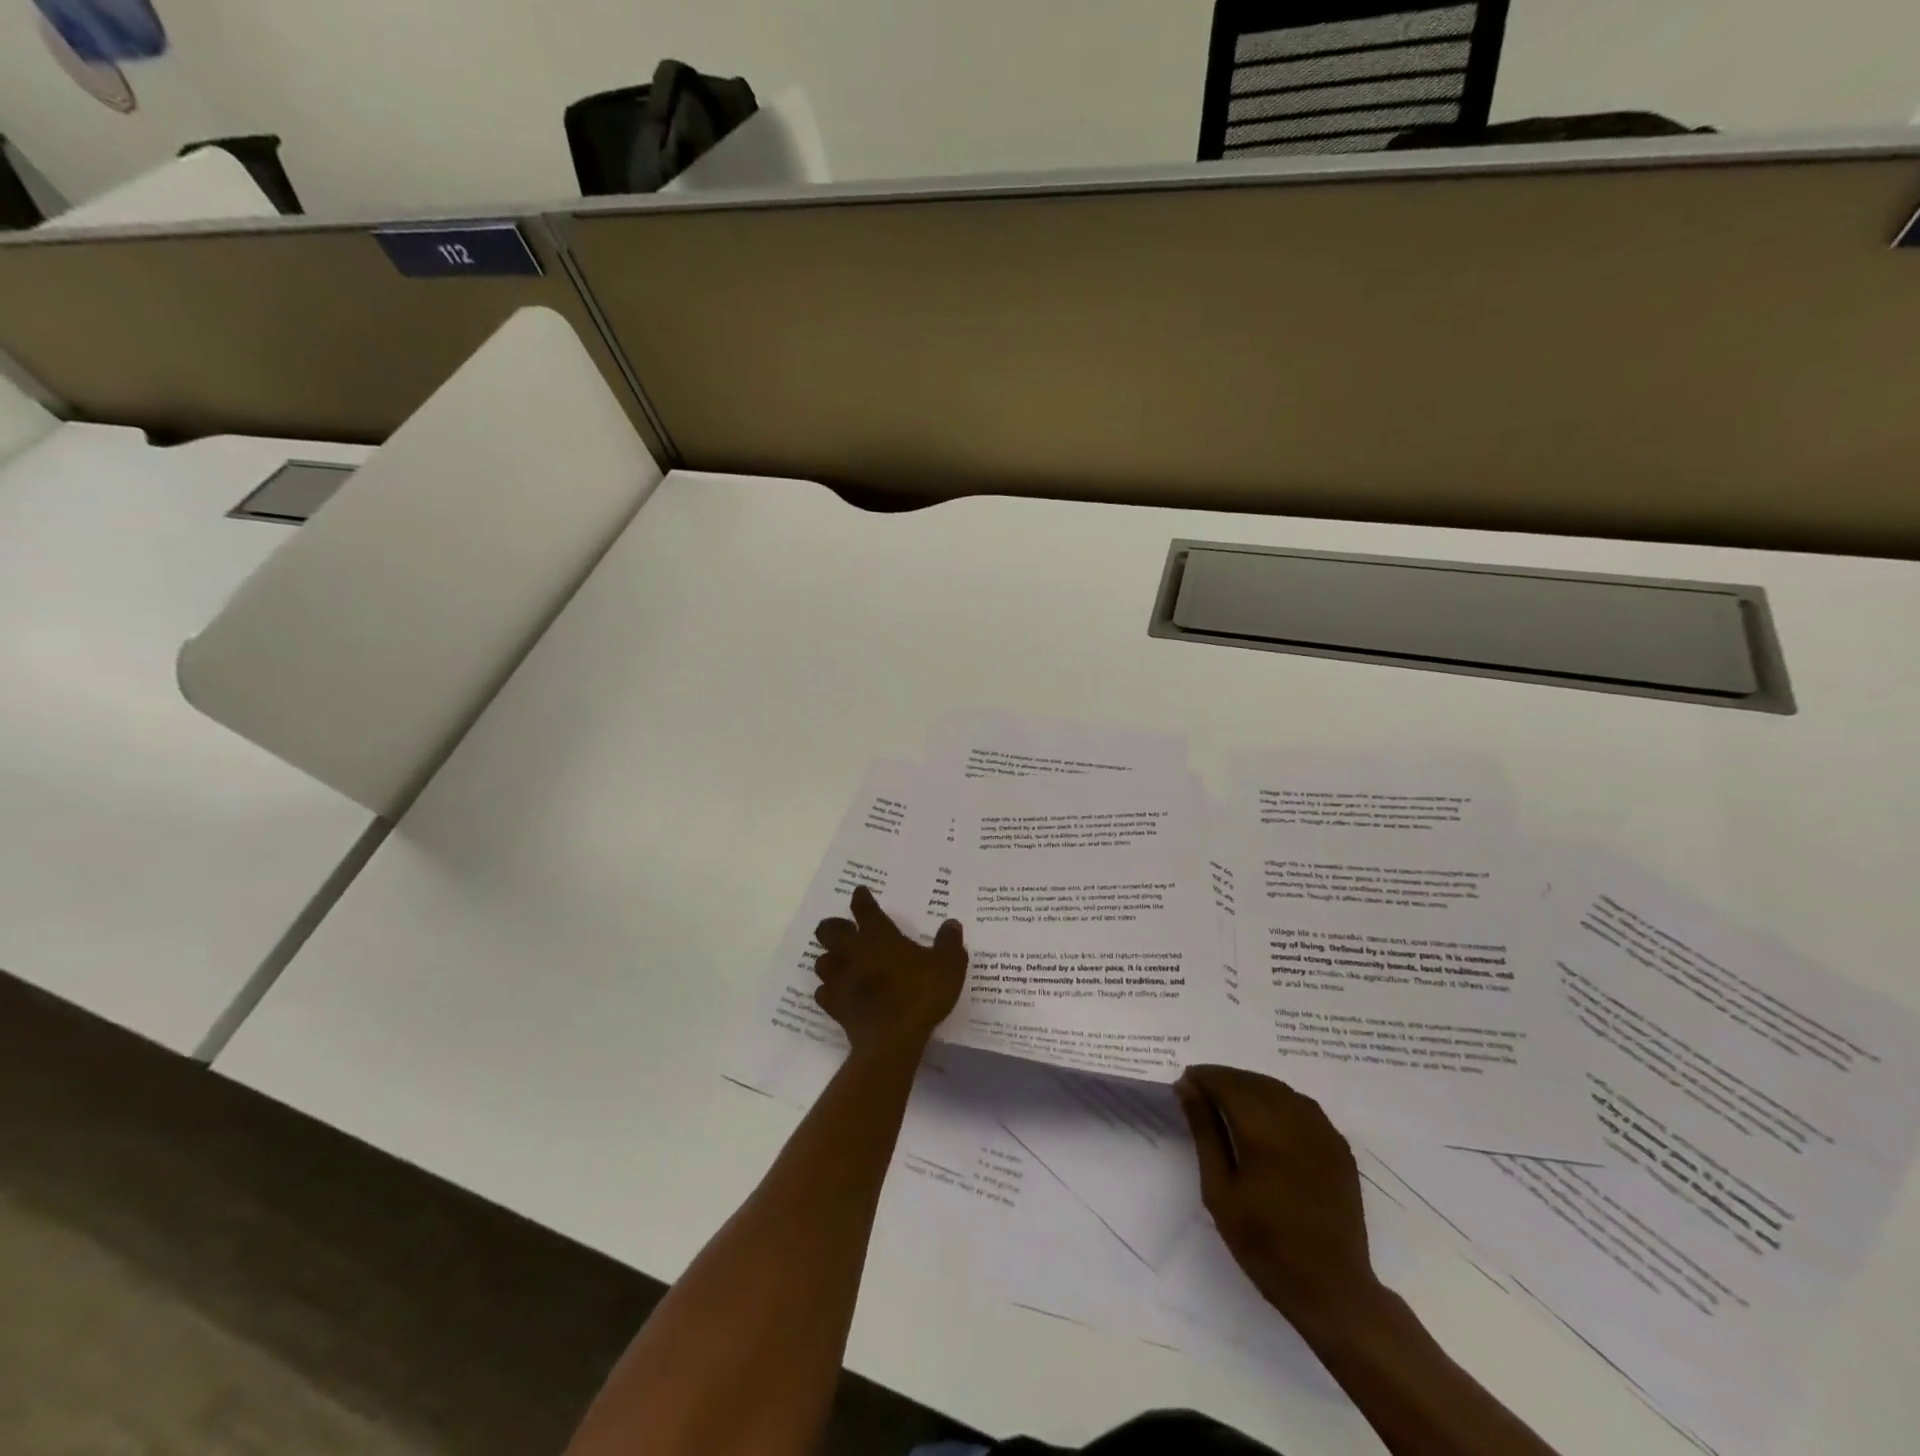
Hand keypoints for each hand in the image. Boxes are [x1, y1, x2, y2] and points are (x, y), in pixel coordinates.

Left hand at [812, 886, 967, 1057]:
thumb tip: (952, 924)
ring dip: (830, 958)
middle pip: (829, 930)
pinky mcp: (834, 1005)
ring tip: (841, 961)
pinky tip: (838, 992)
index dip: (861, 899)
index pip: (864, 909)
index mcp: (879, 936)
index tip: (860, 892)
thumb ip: (949, 943)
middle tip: (845, 929)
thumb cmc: (920, 995)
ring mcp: (839, 979)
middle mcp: (853, 952)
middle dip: (833, 926)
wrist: (892, 1039)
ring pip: (822, 961)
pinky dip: (829, 990)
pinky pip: (823, 992)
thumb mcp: (948, 967)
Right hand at [1176, 1065, 1377, 1328]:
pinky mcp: (1339, 1147)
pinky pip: (1303, 1106)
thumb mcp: (1220, 1190)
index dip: (1203, 1078)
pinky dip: (1279, 1100)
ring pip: (1279, 1089)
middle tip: (1202, 1093)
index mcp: (1263, 1129)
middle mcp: (1295, 1119)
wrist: (1332, 1289)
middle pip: (1253, 1081)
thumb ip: (1205, 1132)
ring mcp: (1323, 1131)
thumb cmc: (1264, 1243)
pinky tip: (1267, 1118)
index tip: (1185, 1084)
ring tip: (1230, 1102)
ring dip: (1251, 1087)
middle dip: (1225, 1080)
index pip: (1226, 1083)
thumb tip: (1188, 1087)